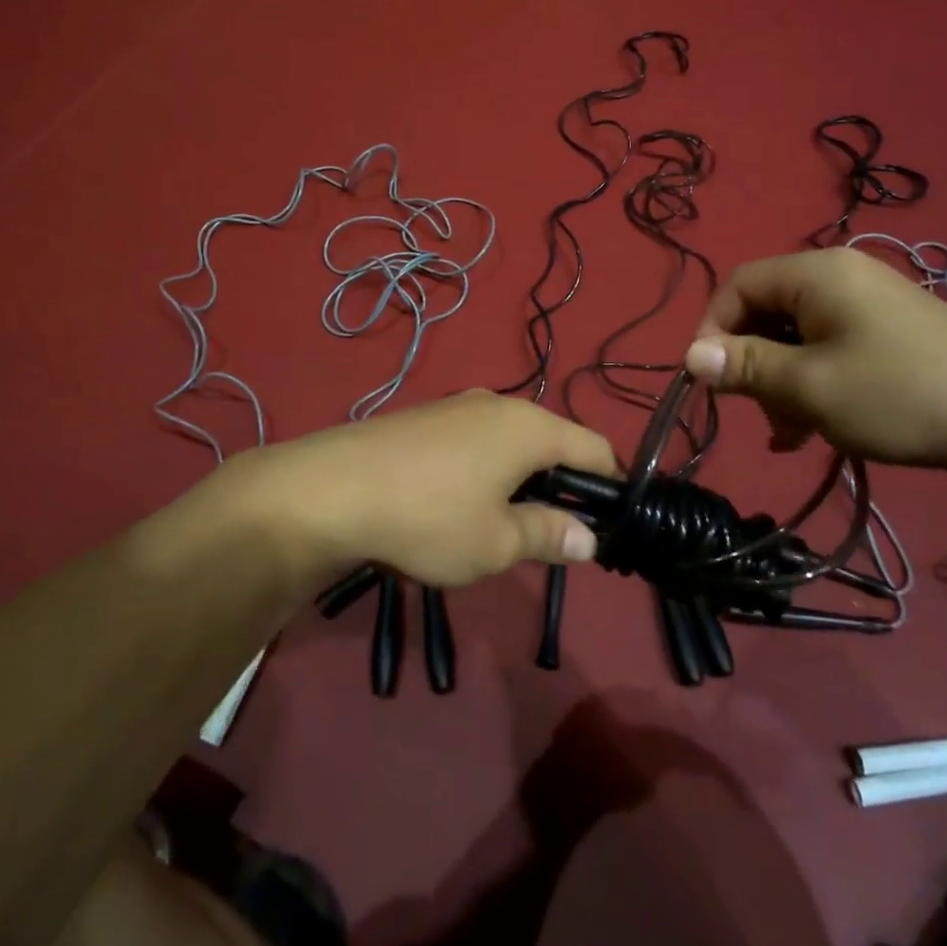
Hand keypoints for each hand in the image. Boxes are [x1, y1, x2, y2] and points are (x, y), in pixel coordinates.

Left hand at [218, 391, 615, 586]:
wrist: (331, 489)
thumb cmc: (429, 516)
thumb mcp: (496, 541)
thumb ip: (548, 535)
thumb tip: (590, 538)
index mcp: (529, 426)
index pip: (595, 447)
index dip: (612, 485)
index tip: (615, 524)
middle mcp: (499, 404)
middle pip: (553, 441)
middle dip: (563, 485)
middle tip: (557, 534)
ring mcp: (459, 406)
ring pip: (511, 441)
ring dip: (522, 479)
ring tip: (507, 524)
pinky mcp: (427, 417)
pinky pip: (477, 440)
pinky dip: (487, 469)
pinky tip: (461, 503)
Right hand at [684, 248, 946, 473]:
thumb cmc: (899, 395)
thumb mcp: (809, 386)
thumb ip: (745, 367)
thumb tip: (689, 356)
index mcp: (816, 273)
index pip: (738, 286)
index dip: (713, 330)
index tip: (710, 379)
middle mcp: (840, 276)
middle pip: (767, 311)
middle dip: (752, 363)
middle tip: (757, 411)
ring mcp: (869, 302)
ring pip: (797, 335)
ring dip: (782, 380)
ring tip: (789, 431)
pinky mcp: (890, 330)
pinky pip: (830, 347)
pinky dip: (813, 381)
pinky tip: (814, 428)